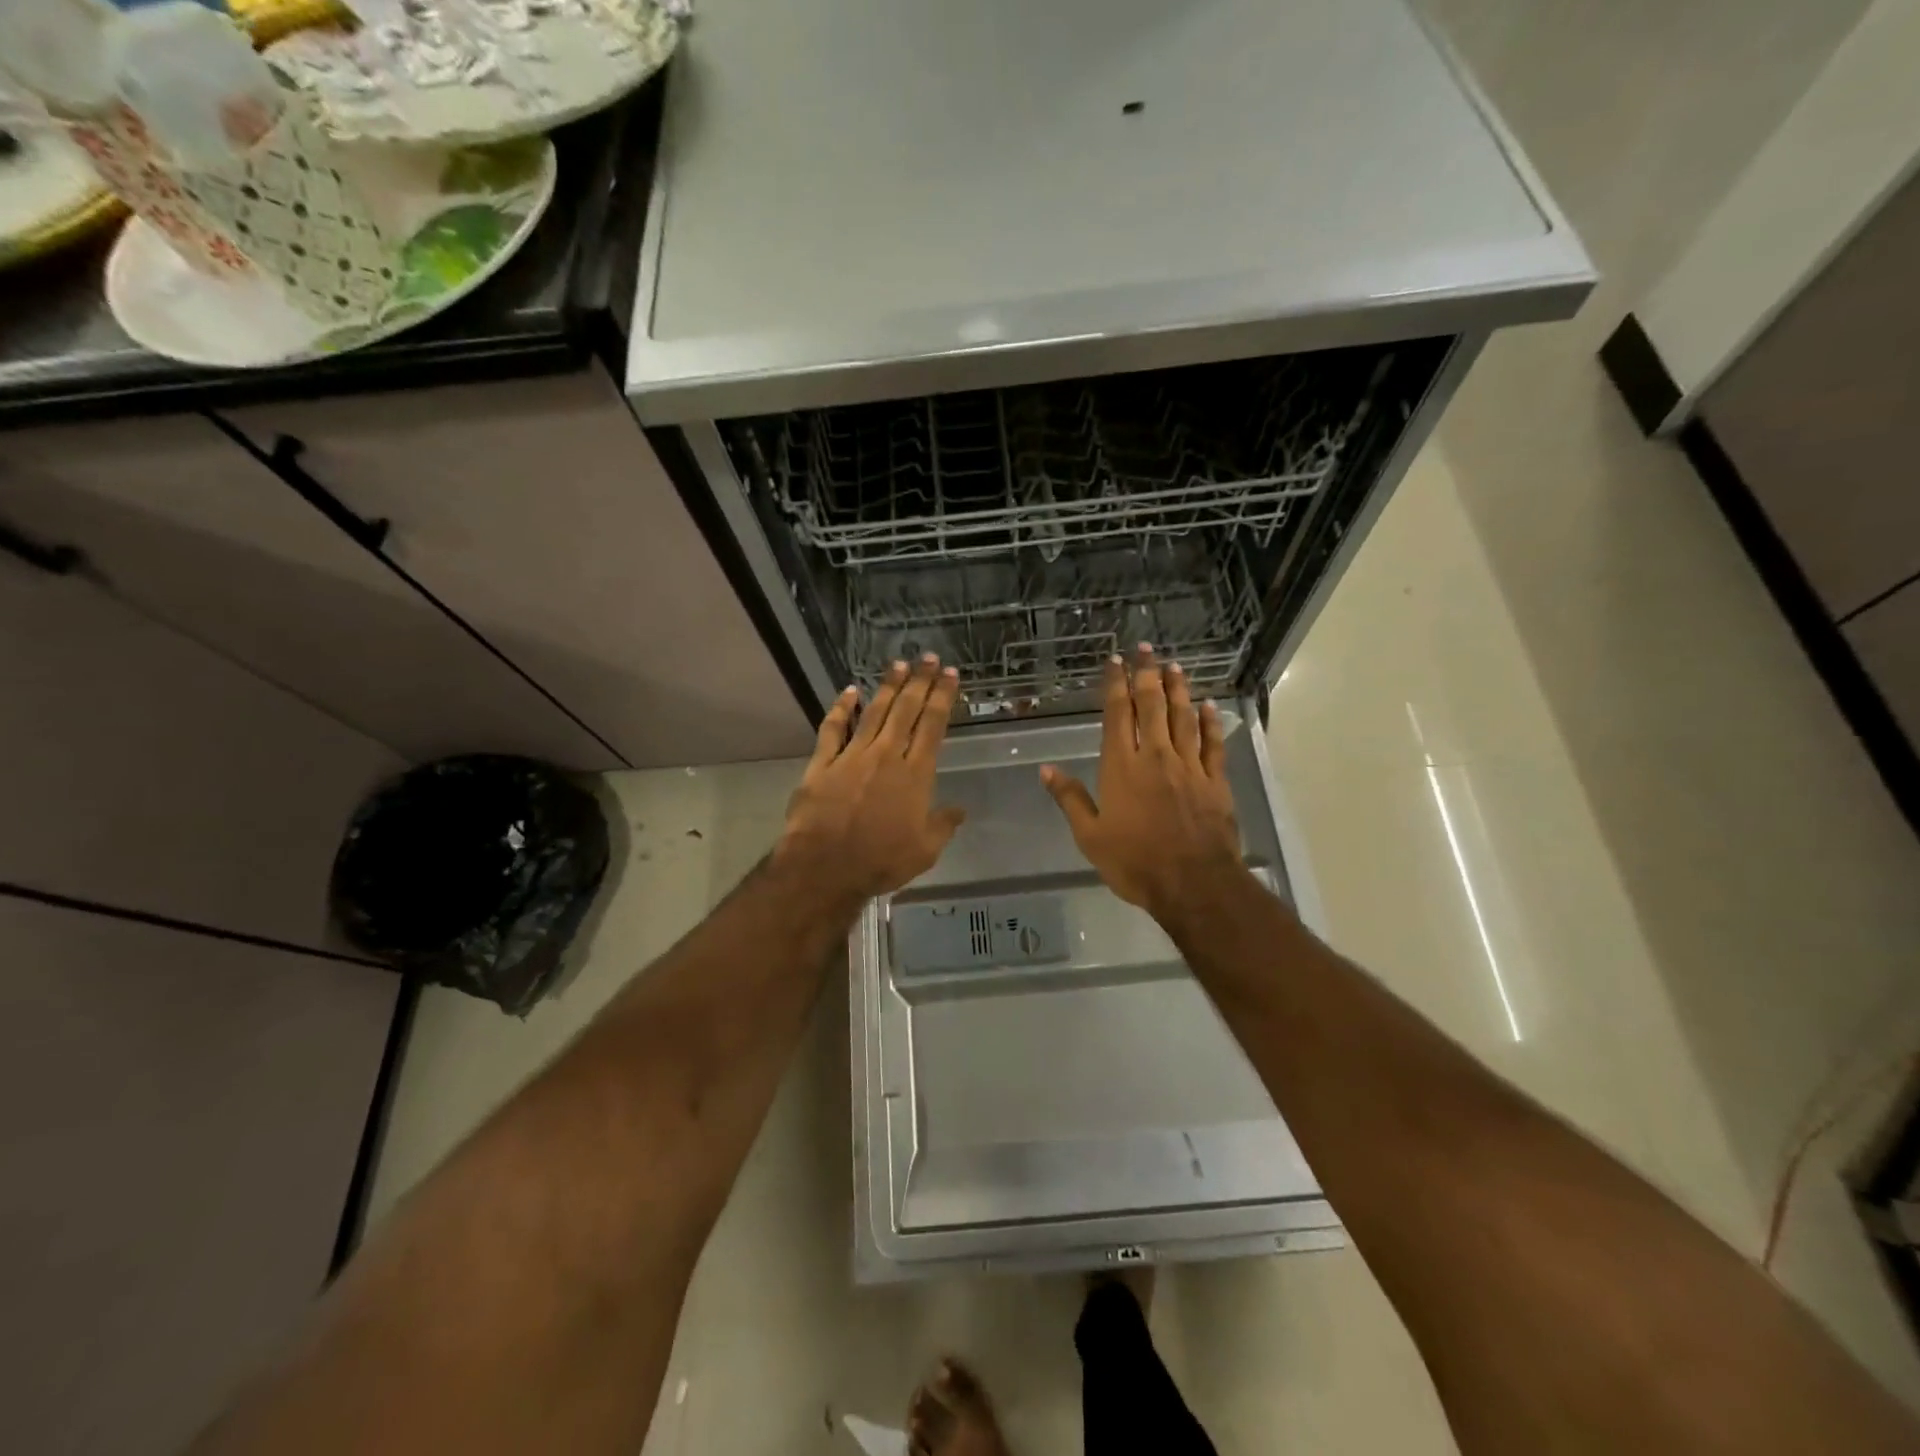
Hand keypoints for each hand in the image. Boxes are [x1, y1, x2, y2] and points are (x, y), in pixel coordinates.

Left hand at [776, 655, 966, 901]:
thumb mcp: (925, 850)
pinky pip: (833, 729)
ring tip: (899, 664)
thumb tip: (960, 810)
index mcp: (915, 774)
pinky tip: (849, 691)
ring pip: (874, 712)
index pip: (933, 726)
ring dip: (887, 687)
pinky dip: (841, 708)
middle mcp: (886, 756)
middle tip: (929, 657)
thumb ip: (943, 826)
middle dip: (920, 681)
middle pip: (906, 710)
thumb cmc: (881, 861)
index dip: (943, 697)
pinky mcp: (823, 764)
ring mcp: (852, 756)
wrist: (826, 867)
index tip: (951, 675)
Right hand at [1040, 646, 1244, 919]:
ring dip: (1178, 689)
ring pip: (1183, 718)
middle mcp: (1156, 756)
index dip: (1116, 684)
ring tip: (1174, 666)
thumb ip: (1070, 799)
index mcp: (1122, 766)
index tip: (1115, 661)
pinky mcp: (1215, 781)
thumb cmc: (1135, 862)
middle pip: (1152, 706)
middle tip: (1146, 649)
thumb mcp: (1090, 836)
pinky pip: (1213, 744)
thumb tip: (1046, 770)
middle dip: (1147, 674)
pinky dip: (1210, 723)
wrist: (1193, 883)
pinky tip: (1208, 706)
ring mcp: (1189, 767)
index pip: (1118, 714)